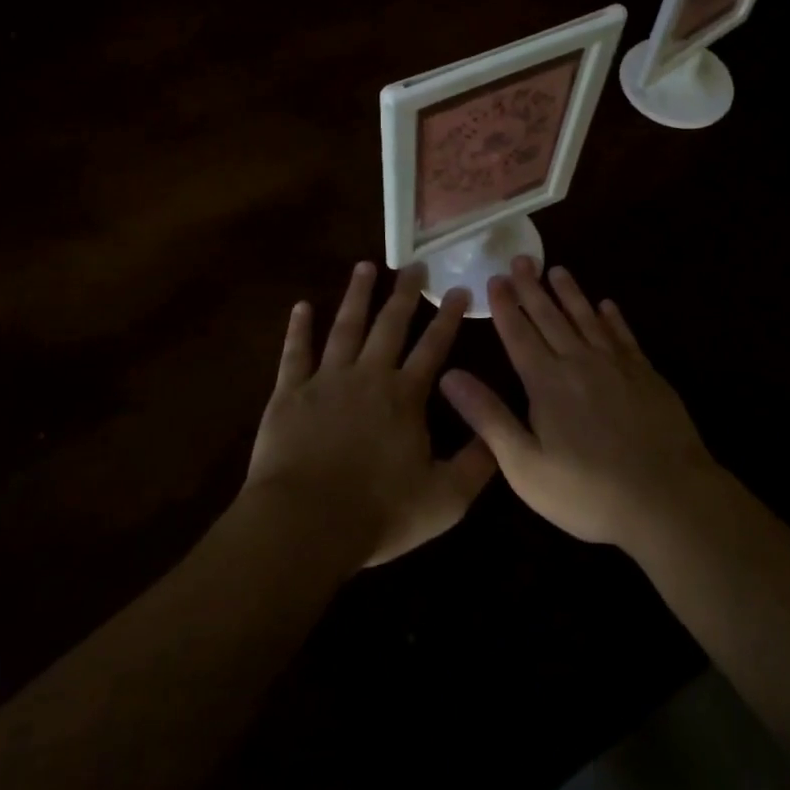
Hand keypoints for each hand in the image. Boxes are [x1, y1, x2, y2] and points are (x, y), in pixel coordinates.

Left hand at [245, 263, 496, 567]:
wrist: (304, 523)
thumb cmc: (378, 513)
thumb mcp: (444, 499)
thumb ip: (476, 464)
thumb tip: (500, 433)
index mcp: (405, 397)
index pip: (433, 347)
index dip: (449, 318)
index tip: (459, 290)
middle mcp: (369, 376)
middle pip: (390, 326)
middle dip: (405, 294)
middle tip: (414, 265)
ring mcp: (327, 380)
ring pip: (345, 327)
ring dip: (356, 296)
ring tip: (365, 266)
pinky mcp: (289, 393)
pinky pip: (295, 352)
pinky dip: (298, 328)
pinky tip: (302, 306)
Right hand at [439, 258, 722, 548]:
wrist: (667, 498)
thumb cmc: (588, 492)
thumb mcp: (525, 466)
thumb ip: (488, 417)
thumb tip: (449, 376)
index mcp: (547, 383)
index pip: (519, 335)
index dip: (505, 306)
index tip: (495, 279)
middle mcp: (579, 363)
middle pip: (551, 317)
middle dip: (532, 288)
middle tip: (521, 259)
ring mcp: (617, 366)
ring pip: (587, 318)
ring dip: (570, 293)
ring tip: (557, 270)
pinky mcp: (646, 375)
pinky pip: (624, 336)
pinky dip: (613, 318)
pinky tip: (607, 305)